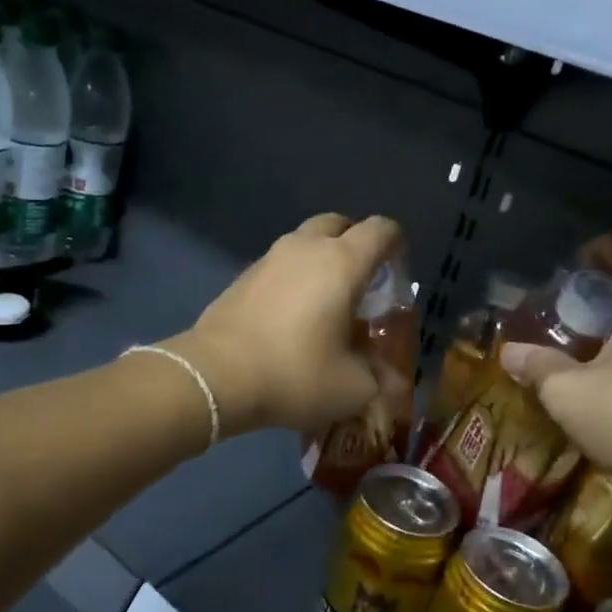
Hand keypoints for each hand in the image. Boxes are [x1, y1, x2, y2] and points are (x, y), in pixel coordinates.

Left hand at [169, 213, 401, 436]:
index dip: (396, 245)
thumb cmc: (295, 374)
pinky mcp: (242, 277)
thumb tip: (390, 380)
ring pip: (304, 242)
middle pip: (339, 224)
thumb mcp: (352, 388)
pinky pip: (279, 265)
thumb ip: (378, 377)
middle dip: (355, 244)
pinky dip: (293, 278)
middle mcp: (305, 248)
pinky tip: (291, 316)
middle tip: (362, 282)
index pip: (381, 230)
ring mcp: (268, 259)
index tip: (396, 275)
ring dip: (321, 260)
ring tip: (326, 302)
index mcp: (341, 262)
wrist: (215, 377)